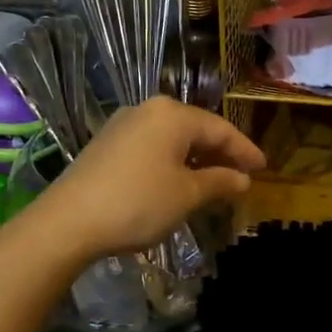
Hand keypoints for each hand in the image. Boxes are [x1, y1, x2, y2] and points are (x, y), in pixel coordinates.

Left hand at [37, 97, 263, 260]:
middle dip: (221, 153)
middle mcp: (149, 110)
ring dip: (196, 160)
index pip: (221, 129)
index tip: (264, 168)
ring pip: (173, 139)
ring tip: (216, 182)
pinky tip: (180, 182)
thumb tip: (243, 179)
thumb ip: (220, 182)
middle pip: (196, 129)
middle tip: (243, 175)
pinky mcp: (107, 143)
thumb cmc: (138, 203)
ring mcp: (124, 125)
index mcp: (173, 114)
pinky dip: (173, 162)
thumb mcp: (187, 195)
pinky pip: (153, 147)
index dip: (245, 150)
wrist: (68, 222)